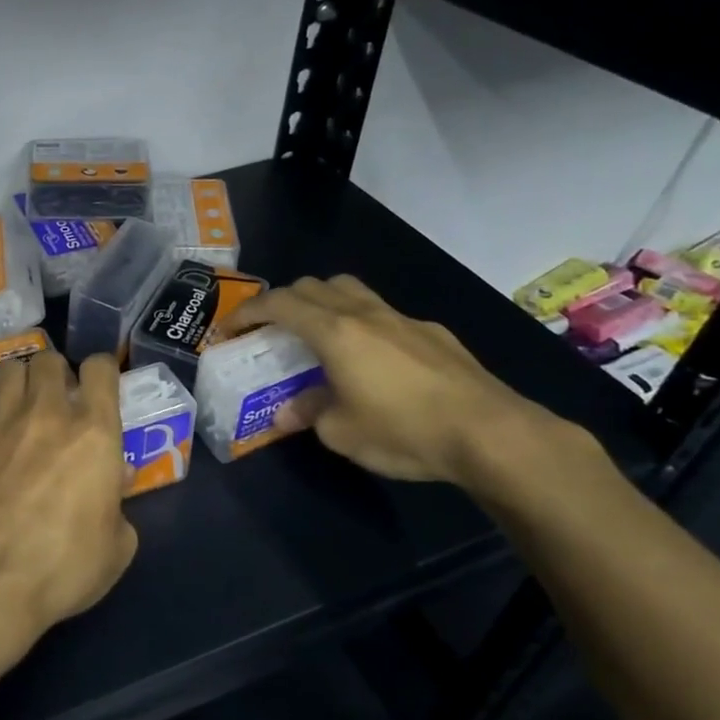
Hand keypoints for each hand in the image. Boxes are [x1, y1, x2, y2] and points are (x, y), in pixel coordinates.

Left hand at [0, 350, 137, 664]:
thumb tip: (113, 482)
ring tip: (23, 409)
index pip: (99, 368)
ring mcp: (0, 424)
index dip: (101, 371)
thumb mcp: (116, 547)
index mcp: (94, 433)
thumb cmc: (64, 567)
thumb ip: (118, 506)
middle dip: (56, 373)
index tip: (100, 387)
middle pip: (48, 360)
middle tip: (58, 402)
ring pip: (9, 370)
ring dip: (20, 383)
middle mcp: (47, 414)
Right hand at [218, 275, 566, 484]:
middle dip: (282, 301)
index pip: (278, 303)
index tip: (228, 329)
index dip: (247, 312)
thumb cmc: (403, 430)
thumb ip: (308, 413)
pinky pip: (382, 313)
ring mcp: (402, 318)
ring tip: (317, 333)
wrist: (491, 433)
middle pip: (312, 286)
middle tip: (270, 330)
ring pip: (350, 290)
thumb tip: (288, 412)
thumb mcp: (341, 433)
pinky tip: (372, 359)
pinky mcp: (432, 332)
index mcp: (334, 331)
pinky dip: (360, 322)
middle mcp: (364, 313)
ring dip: (322, 302)